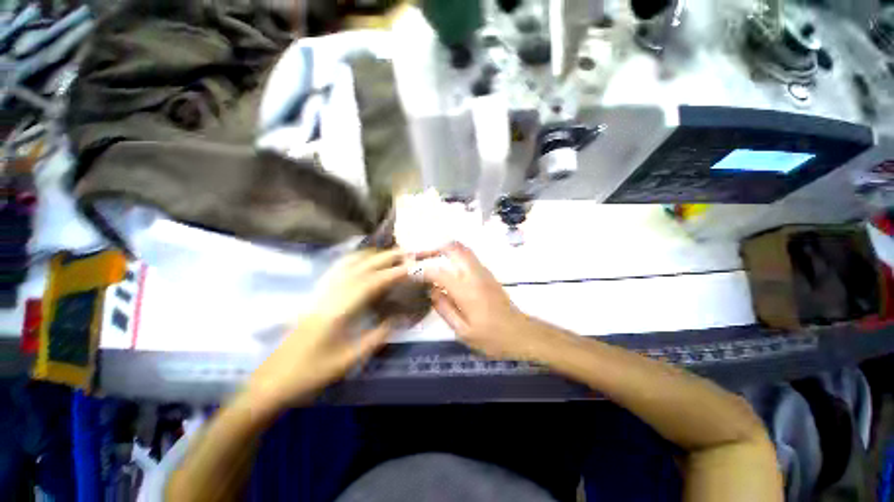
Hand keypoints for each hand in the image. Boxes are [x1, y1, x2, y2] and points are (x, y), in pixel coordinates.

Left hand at [246, 249, 408, 411]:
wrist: (271, 381)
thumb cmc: (311, 373)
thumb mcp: (349, 359)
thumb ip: (378, 335)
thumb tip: (401, 318)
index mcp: (340, 308)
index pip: (374, 281)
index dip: (396, 271)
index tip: (414, 265)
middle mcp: (331, 293)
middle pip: (363, 265)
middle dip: (388, 257)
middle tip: (408, 254)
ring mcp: (322, 291)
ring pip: (350, 262)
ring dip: (373, 255)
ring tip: (391, 255)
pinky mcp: (317, 294)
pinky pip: (340, 268)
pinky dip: (356, 260)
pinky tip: (364, 263)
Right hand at [420, 242, 546, 359]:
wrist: (520, 333)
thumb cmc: (491, 337)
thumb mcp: (462, 331)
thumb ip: (444, 308)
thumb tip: (431, 290)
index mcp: (465, 290)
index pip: (438, 271)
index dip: (421, 270)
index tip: (410, 271)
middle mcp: (474, 274)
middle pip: (453, 249)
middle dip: (435, 248)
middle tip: (421, 256)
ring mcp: (483, 272)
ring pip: (463, 249)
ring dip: (446, 249)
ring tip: (432, 258)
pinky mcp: (488, 274)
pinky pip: (469, 256)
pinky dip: (456, 255)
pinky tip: (449, 266)